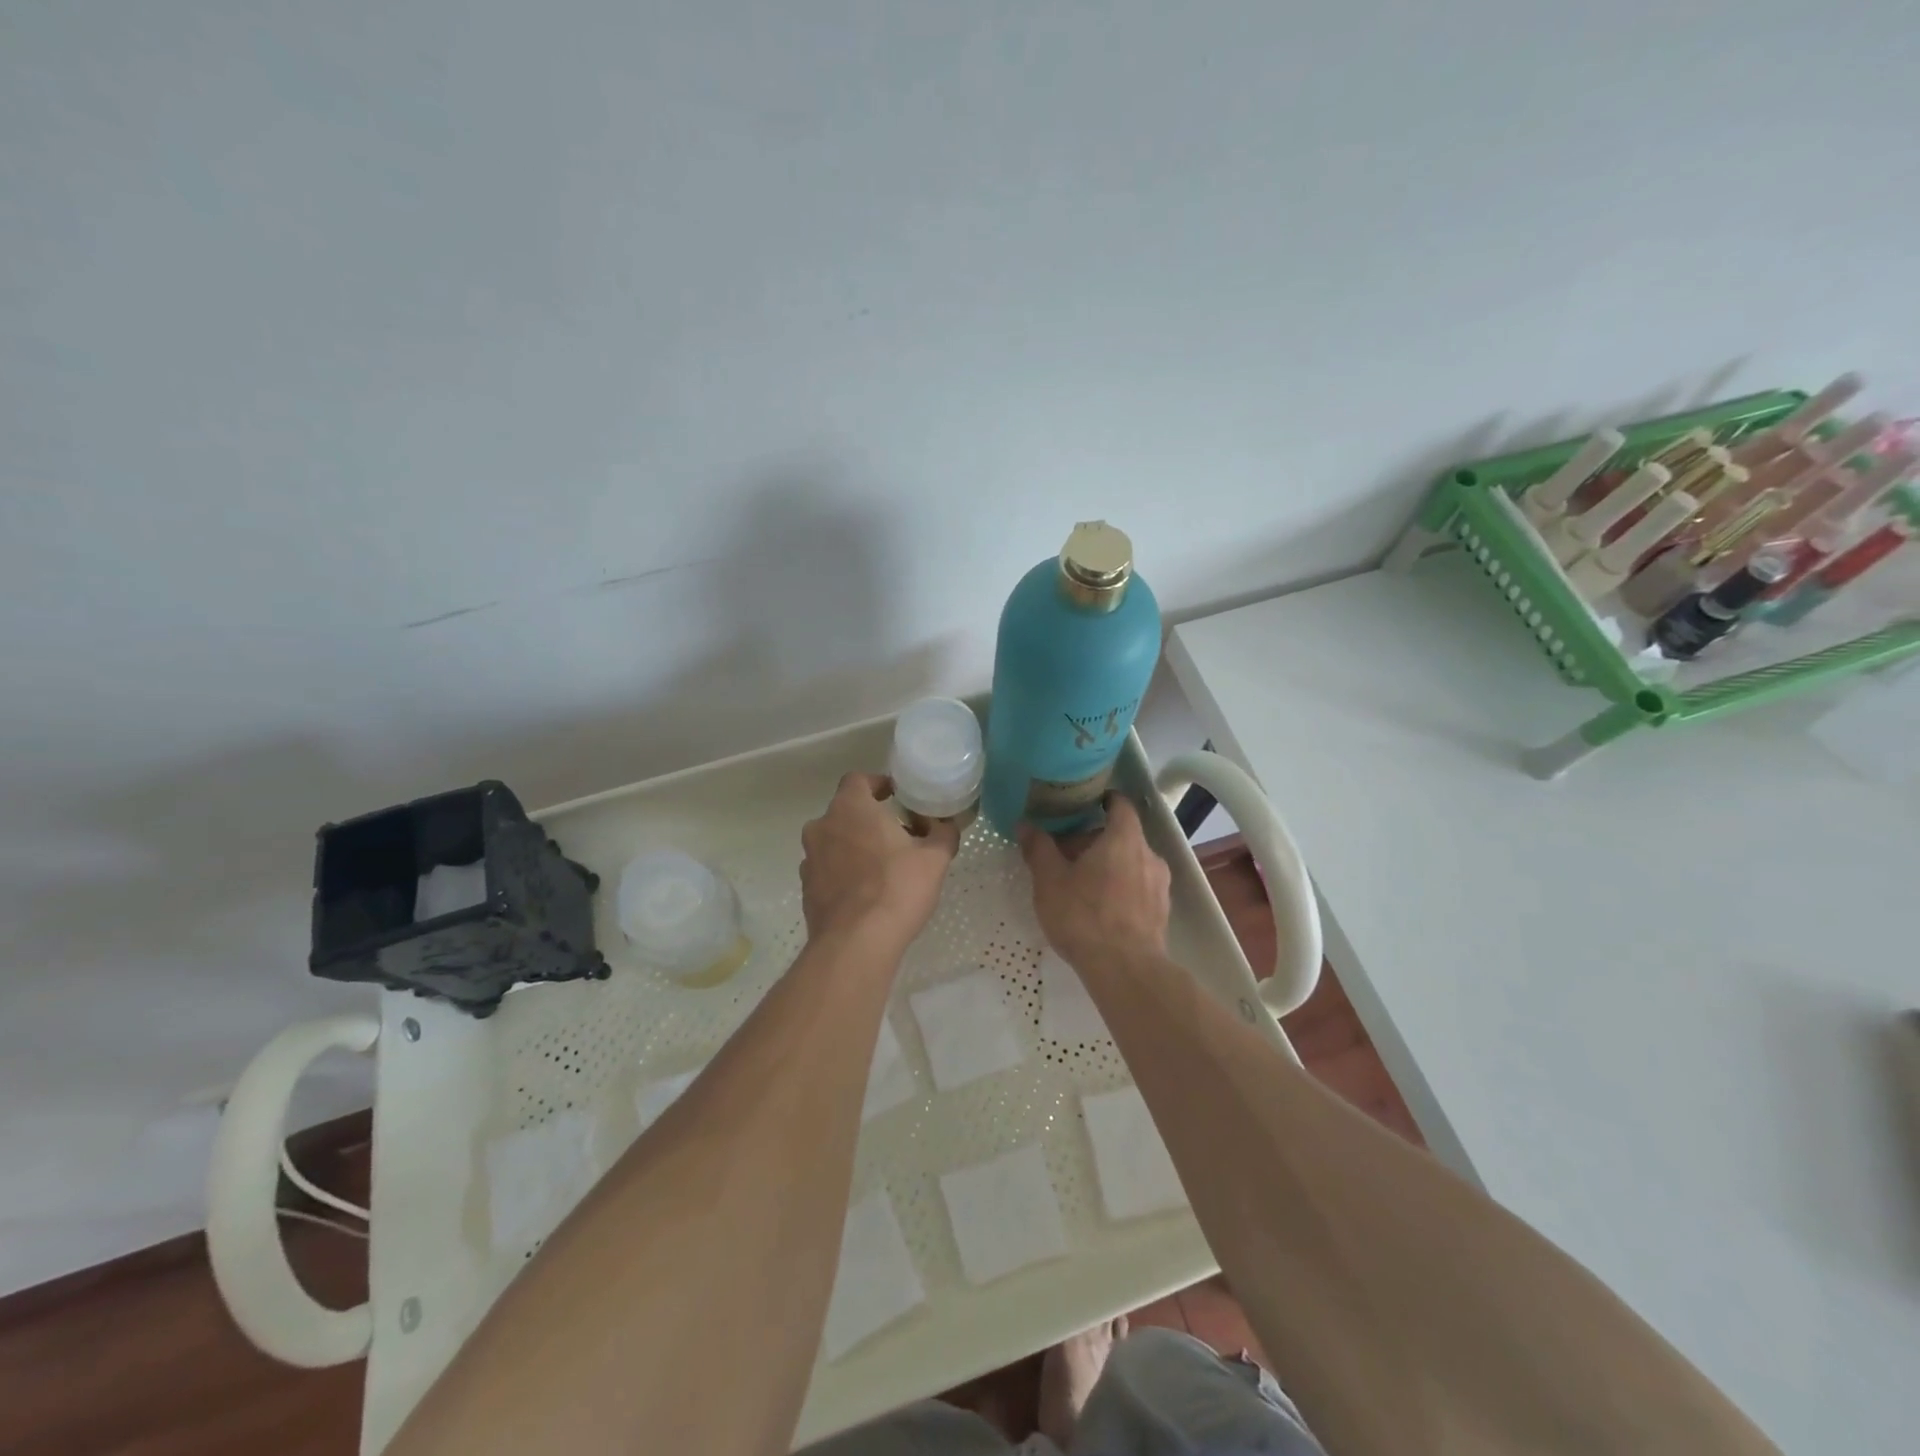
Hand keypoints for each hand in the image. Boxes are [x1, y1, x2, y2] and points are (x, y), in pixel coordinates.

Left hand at [800, 772, 959, 954]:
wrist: (856, 943)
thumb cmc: (897, 888)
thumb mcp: (934, 859)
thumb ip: (942, 834)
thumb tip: (946, 826)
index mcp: (850, 808)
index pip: (857, 780)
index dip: (877, 784)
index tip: (895, 797)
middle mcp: (822, 826)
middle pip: (845, 811)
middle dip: (869, 819)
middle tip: (897, 835)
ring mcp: (809, 858)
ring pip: (834, 841)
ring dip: (854, 846)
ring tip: (882, 866)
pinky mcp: (807, 888)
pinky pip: (827, 869)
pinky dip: (844, 872)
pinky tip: (866, 892)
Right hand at [1018, 795, 1170, 969]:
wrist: (1125, 970)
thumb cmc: (1084, 916)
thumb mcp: (1050, 880)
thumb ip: (1039, 848)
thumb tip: (1025, 824)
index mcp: (1124, 838)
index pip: (1121, 805)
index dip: (1104, 801)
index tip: (1084, 805)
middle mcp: (1149, 855)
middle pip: (1123, 836)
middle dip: (1095, 841)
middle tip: (1067, 855)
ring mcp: (1160, 885)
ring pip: (1132, 863)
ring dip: (1109, 866)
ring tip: (1081, 884)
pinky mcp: (1162, 911)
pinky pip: (1139, 887)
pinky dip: (1121, 888)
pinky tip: (1100, 909)